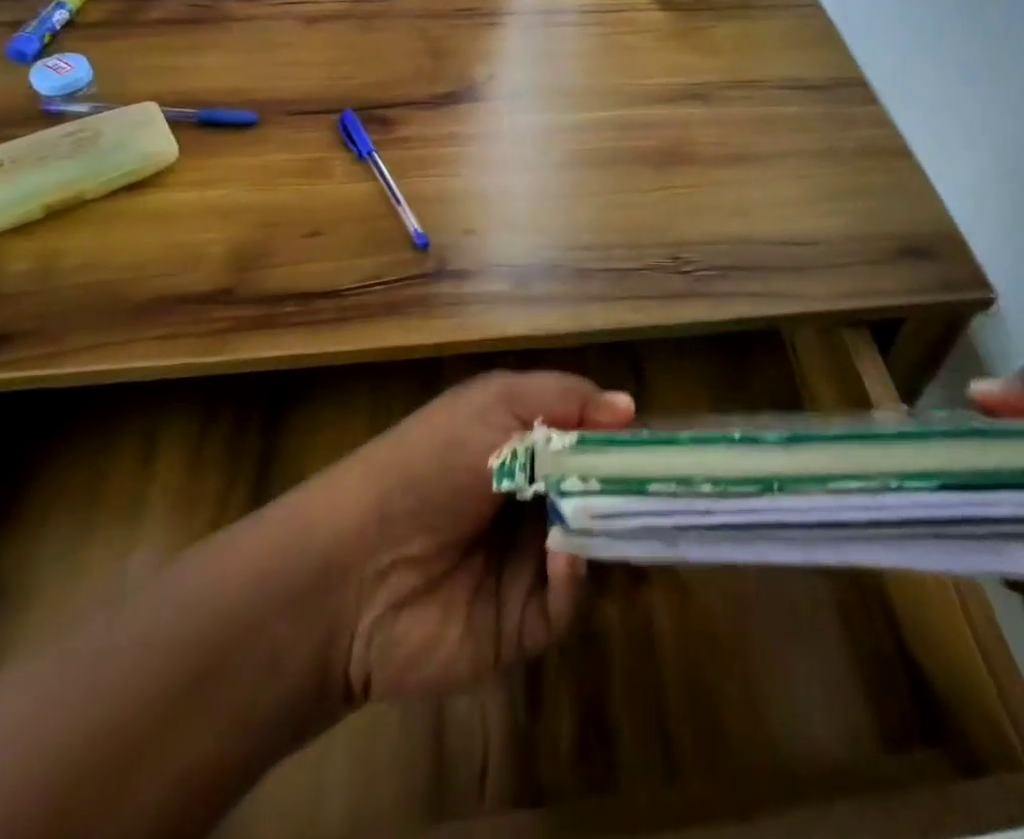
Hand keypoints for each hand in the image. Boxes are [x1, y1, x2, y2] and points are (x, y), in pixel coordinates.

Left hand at [328, 370, 634, 704]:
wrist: (355, 568)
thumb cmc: (429, 465)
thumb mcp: (492, 406)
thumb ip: (563, 400)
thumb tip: (629, 406)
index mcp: (519, 446)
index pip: (586, 439)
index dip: (620, 439)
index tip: (659, 442)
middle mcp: (529, 501)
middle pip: (596, 495)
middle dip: (628, 491)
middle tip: (668, 487)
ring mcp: (525, 564)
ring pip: (591, 548)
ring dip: (608, 534)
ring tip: (628, 519)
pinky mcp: (520, 623)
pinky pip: (566, 601)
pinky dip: (573, 579)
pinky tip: (565, 556)